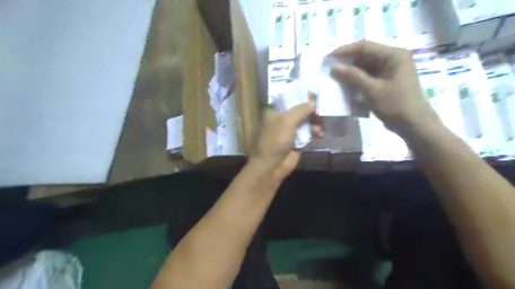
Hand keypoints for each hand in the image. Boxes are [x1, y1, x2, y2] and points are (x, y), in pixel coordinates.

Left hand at [250, 94, 320, 180]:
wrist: (272, 166)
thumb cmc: (276, 140)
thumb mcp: (287, 121)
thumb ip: (302, 109)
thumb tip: (314, 101)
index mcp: (275, 110)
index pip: (290, 97)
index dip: (303, 95)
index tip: (316, 94)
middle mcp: (283, 118)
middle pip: (301, 109)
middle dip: (313, 110)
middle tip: (322, 110)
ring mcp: (291, 130)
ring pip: (307, 121)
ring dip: (316, 122)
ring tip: (321, 125)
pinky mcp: (298, 141)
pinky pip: (309, 132)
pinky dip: (315, 132)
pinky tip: (320, 134)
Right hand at [330, 40, 437, 135]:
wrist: (413, 125)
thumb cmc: (396, 105)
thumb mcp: (372, 90)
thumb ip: (353, 77)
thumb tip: (333, 67)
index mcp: (394, 55)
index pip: (365, 47)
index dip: (345, 51)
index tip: (328, 58)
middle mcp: (392, 59)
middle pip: (364, 56)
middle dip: (347, 63)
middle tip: (330, 70)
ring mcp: (389, 70)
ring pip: (364, 67)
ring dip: (350, 73)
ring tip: (336, 78)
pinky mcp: (386, 81)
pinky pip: (367, 76)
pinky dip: (356, 81)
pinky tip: (346, 86)